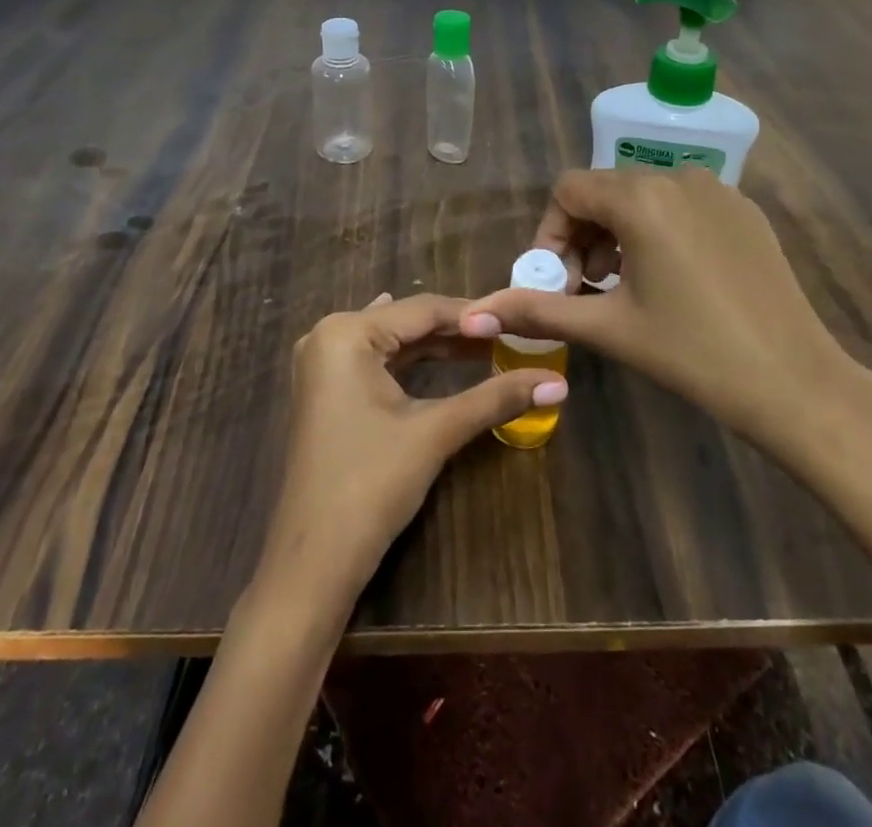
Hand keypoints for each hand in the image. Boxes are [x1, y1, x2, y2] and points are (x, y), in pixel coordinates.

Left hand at [259, 293, 566, 600]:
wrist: (313, 562)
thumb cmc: (371, 486)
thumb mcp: (436, 432)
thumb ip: (495, 398)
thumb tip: (558, 383)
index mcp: (347, 332)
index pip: (423, 309)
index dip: (475, 316)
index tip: (520, 321)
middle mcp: (328, 335)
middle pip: (407, 322)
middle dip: (458, 331)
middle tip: (511, 335)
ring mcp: (322, 364)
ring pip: (393, 342)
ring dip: (438, 346)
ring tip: (489, 347)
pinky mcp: (326, 390)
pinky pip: (377, 361)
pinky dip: (412, 361)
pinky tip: (437, 353)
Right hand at [462, 167, 871, 478]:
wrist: (796, 381)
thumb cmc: (693, 352)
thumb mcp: (609, 328)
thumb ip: (540, 311)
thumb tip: (475, 314)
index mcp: (641, 198)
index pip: (569, 190)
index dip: (551, 232)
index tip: (557, 280)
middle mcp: (678, 177)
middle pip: (606, 190)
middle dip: (583, 235)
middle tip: (586, 289)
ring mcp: (718, 190)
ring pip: (644, 195)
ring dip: (619, 233)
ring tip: (624, 286)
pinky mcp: (744, 210)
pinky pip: (682, 204)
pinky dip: (659, 230)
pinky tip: (671, 280)